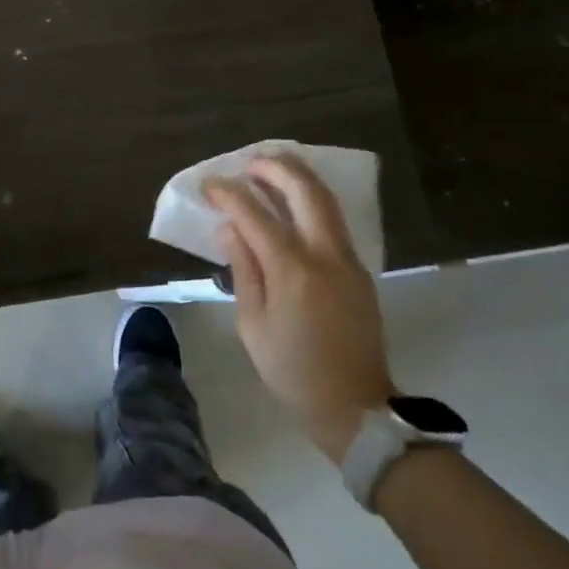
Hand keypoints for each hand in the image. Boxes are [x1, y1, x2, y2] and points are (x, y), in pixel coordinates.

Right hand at [207, 155, 393, 462]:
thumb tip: (230, 228)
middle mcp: (326, 255)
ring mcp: (349, 261)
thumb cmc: (292, 371)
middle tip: (249, 161)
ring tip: (271, 168)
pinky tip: (293, 202)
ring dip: (298, 178)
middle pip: (305, 192)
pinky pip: (334, 222)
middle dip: (275, 168)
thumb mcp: (253, 325)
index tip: (209, 184)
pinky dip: (312, 201)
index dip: (230, 195)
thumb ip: (243, 269)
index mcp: (293, 271)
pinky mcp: (360, 271)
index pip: (256, 216)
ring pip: (327, 201)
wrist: (356, 408)